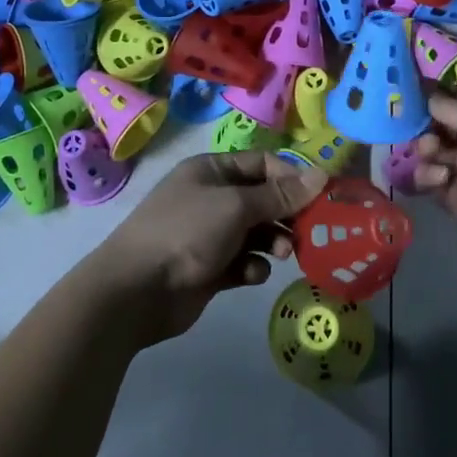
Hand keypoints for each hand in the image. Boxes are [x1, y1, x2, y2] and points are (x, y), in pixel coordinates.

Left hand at [85, 151, 326, 343]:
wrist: (135, 291)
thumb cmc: (187, 232)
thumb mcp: (236, 206)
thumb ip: (280, 194)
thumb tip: (321, 174)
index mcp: (212, 170)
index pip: (262, 164)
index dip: (291, 177)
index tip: (319, 197)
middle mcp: (212, 198)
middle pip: (262, 199)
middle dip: (286, 213)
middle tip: (309, 231)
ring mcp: (209, 234)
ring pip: (256, 232)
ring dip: (274, 241)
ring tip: (283, 254)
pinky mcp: (210, 269)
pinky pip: (243, 262)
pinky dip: (253, 267)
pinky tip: (253, 275)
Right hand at [414, 95, 456, 265]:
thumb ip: (456, 109)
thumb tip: (426, 94)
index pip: (455, 103)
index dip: (433, 97)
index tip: (406, 90)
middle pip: (438, 129)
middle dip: (424, 125)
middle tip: (419, 128)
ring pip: (431, 156)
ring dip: (425, 150)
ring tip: (432, 153)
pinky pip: (431, 185)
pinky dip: (426, 177)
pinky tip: (439, 179)